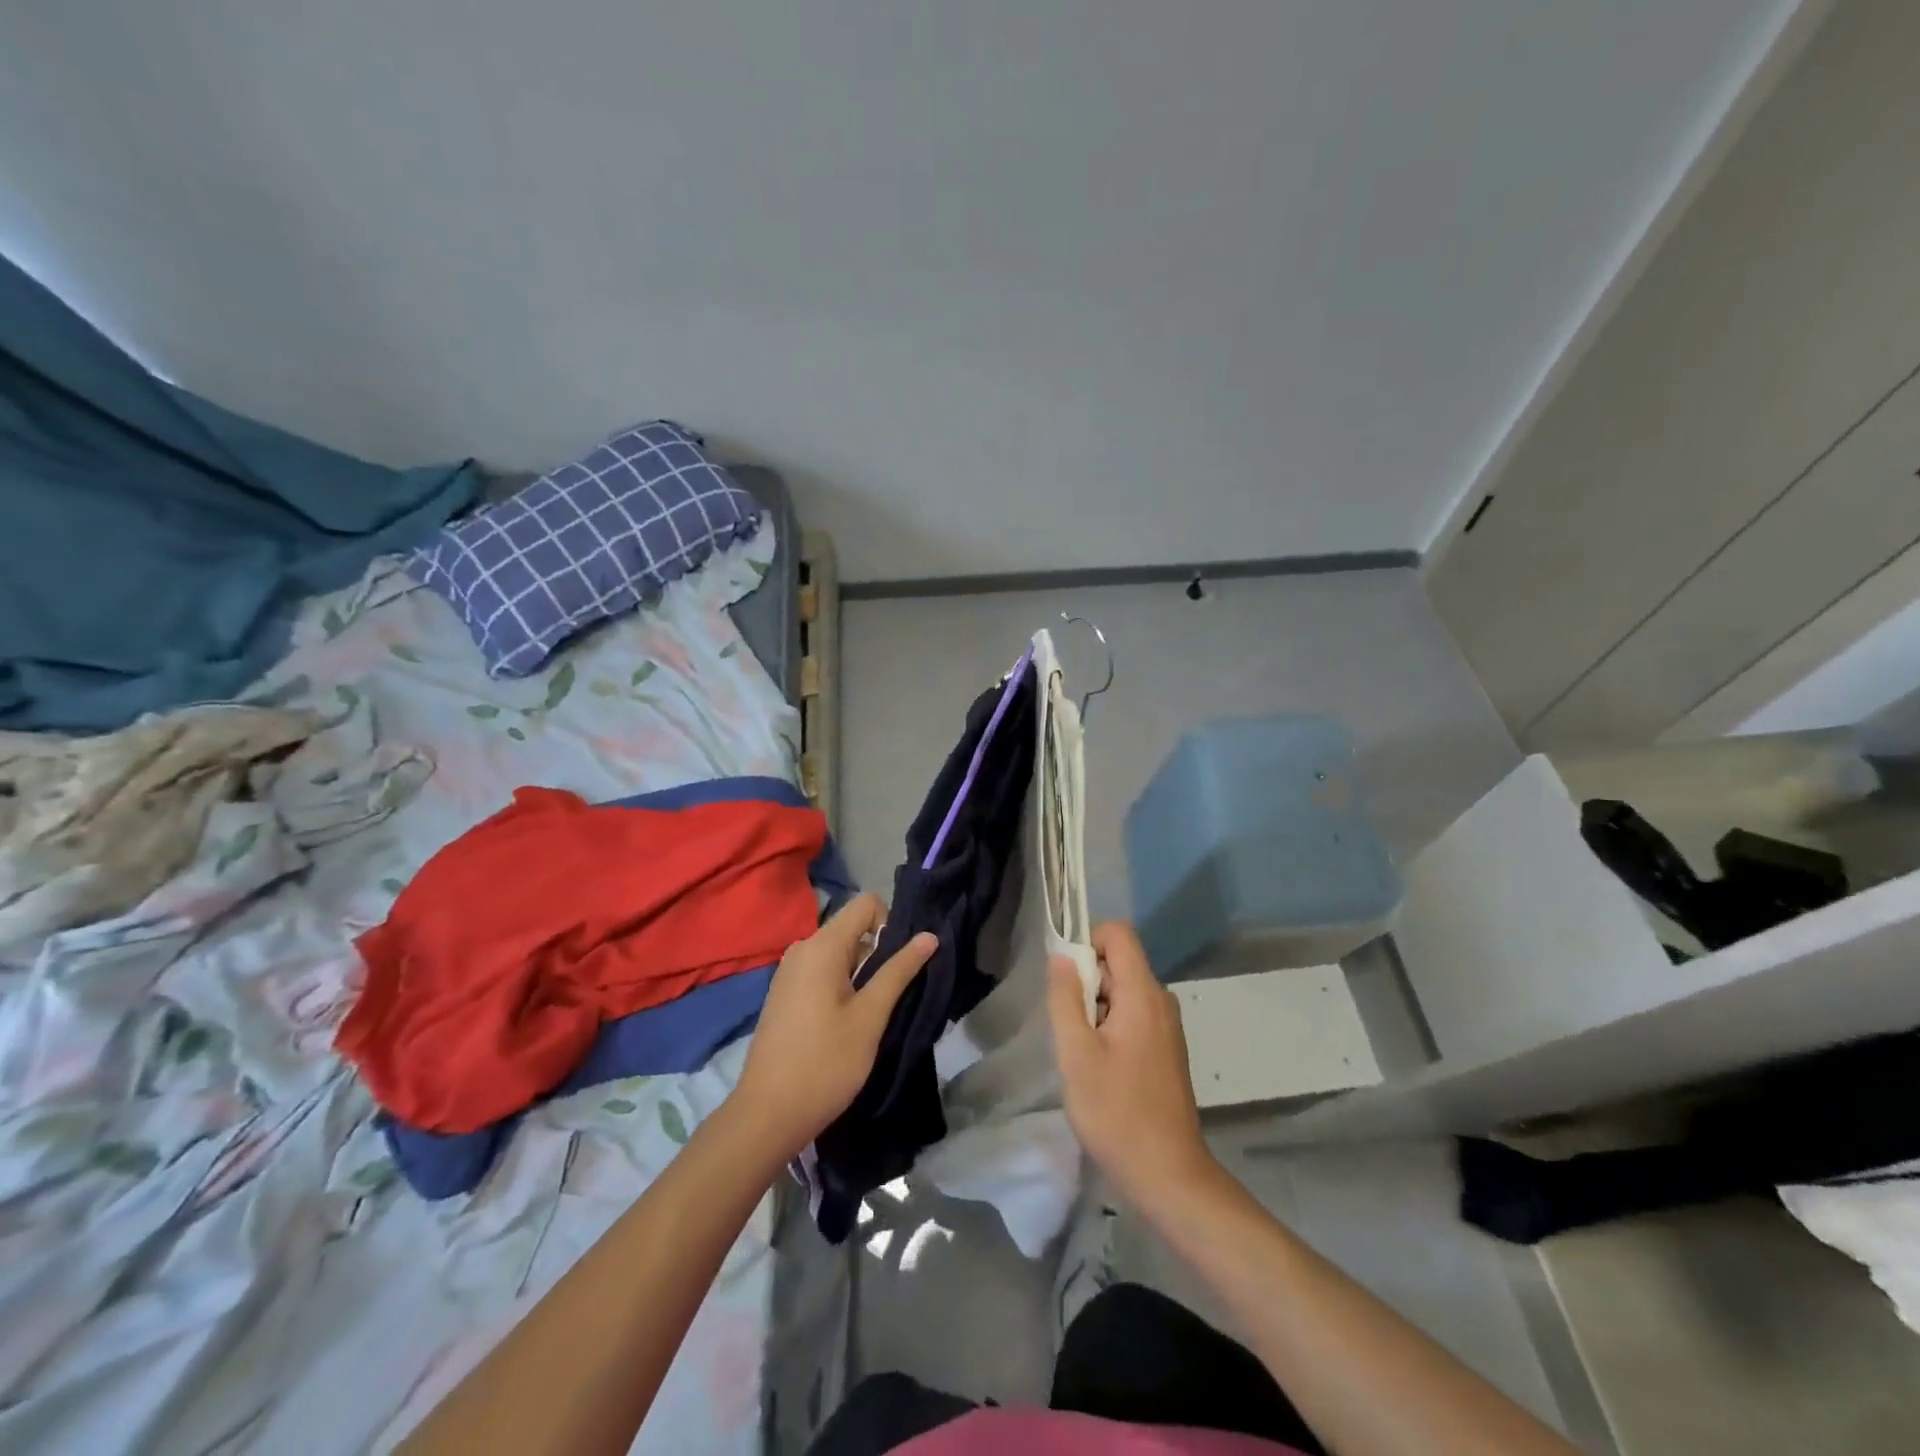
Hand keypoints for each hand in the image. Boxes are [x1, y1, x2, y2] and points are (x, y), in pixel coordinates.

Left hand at [731, 893, 935, 1159]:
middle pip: (852, 928)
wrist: (766, 1115)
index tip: (899, 964)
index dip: (891, 923)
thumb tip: (928, 936)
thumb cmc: (825, 1063)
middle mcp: (802, 948)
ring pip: (839, 953)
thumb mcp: (870, 1017)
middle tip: (891, 996)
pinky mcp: (784, 994)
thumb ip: (898, 971)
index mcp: (822, 946)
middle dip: (879, 953)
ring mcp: (789, 972)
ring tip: (871, 1015)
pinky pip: (821, 971)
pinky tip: (846, 1024)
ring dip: (862, 973)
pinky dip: (842, 985)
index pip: (866, 904)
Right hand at [1048, 921, 1213, 1204]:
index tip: (1066, 979)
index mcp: (1143, 994)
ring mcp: (1167, 1026)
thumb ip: (1066, 999)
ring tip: (1082, 1052)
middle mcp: (1161, 1001)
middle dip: (1087, 982)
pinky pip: (1134, 1015)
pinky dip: (1111, 1027)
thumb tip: (1062, 957)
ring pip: (1124, 992)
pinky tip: (1100, 1068)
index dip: (1087, 942)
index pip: (1118, 934)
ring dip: (1096, 1008)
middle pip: (1119, 963)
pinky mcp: (1167, 1049)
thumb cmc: (1116, 1112)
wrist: (1168, 1174)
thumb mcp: (1076, 1054)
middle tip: (1069, 1027)